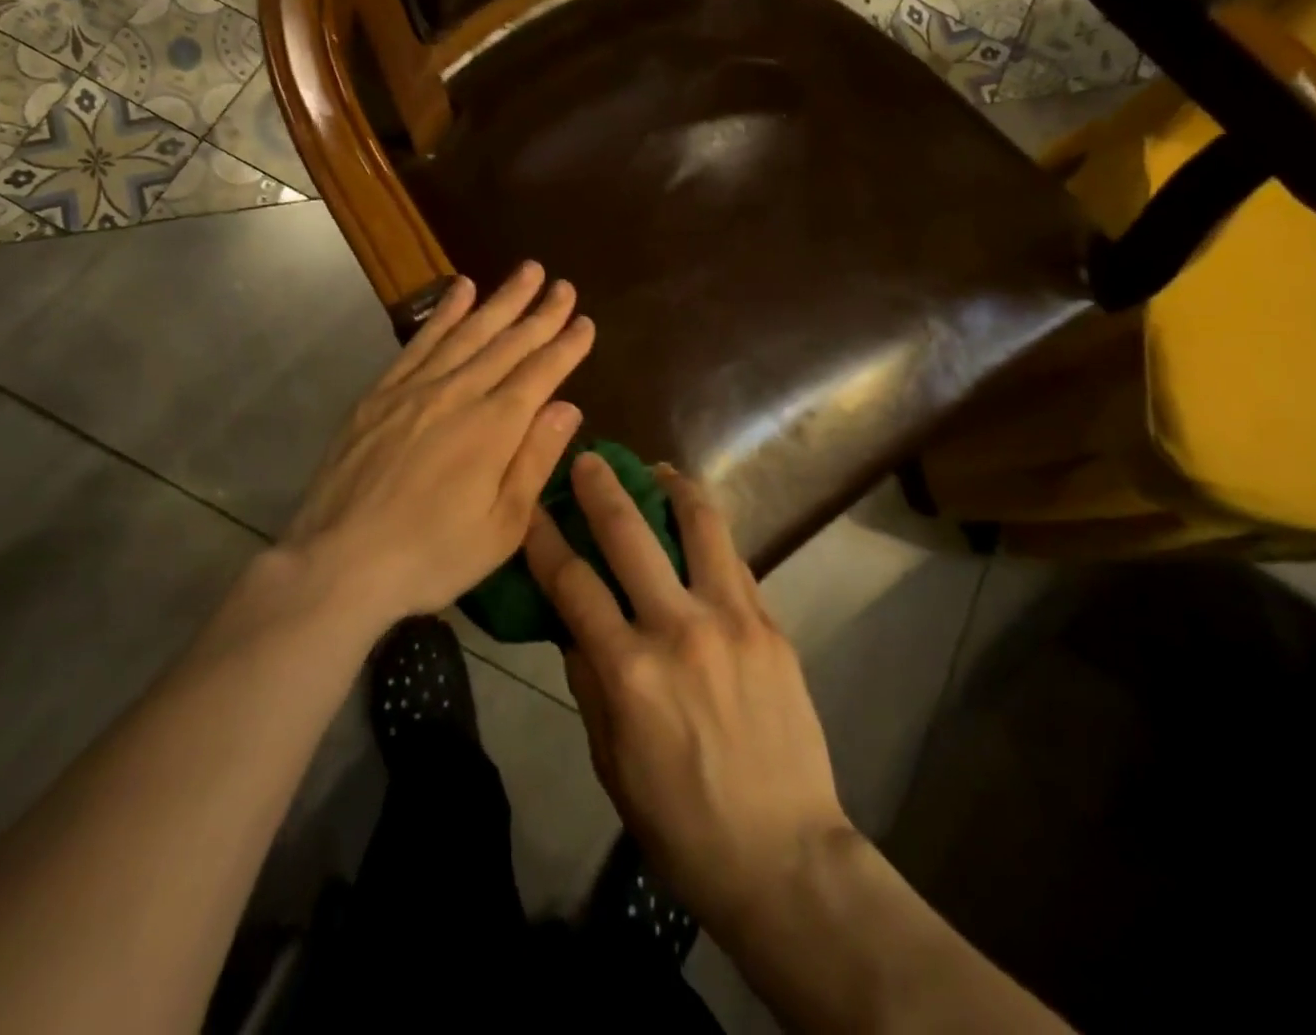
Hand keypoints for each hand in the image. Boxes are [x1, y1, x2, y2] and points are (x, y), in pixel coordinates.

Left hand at [287, 263, 592, 627]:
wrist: (337, 563)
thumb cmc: (430, 556)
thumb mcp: (501, 526)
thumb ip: (535, 459)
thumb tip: (568, 406)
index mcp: (494, 428)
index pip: (541, 373)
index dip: (566, 346)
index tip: (585, 321)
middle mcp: (458, 394)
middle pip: (508, 343)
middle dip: (541, 313)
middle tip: (564, 284)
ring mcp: (415, 389)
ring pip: (467, 332)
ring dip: (500, 300)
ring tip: (526, 271)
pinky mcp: (380, 394)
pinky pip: (420, 342)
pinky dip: (444, 313)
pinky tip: (460, 289)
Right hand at [525, 456, 850, 934]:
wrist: (784, 856)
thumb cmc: (682, 823)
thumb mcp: (611, 762)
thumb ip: (589, 683)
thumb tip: (574, 625)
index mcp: (629, 672)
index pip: (572, 583)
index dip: (544, 538)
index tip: (531, 504)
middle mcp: (679, 629)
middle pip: (631, 534)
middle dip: (603, 487)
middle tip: (590, 457)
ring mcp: (733, 620)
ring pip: (700, 526)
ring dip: (674, 488)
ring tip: (659, 469)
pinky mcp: (771, 625)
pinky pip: (734, 561)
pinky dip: (710, 533)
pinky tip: (699, 525)